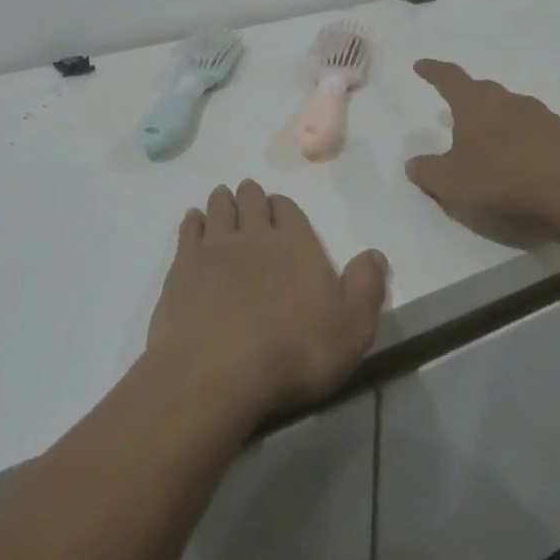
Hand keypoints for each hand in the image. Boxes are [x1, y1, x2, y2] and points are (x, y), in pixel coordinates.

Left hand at [147, 180, 387, 423]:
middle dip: (251, 196)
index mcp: (296, 243)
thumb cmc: (295, 349)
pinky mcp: (183, 267)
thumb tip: (375, 254)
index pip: (289, 210)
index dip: (284, 207)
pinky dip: (192, 222)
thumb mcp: (352, 326)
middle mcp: (254, 235)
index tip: (279, 206)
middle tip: (248, 191)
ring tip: (222, 195)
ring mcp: (215, 247)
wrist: (220, 368)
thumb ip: (365, 286)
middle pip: (252, 203)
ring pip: (219, 210)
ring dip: (222, 201)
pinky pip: (189, 232)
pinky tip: (193, 220)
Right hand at [405, 59, 559, 240]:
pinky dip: (522, 139)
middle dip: (468, 95)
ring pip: (511, 109)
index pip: (449, 79)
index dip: (433, 71)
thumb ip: (428, 172)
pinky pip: (534, 131)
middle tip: (456, 108)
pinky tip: (520, 161)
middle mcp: (507, 101)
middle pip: (483, 90)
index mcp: (475, 105)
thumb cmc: (501, 181)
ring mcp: (540, 117)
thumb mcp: (451, 184)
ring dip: (497, 119)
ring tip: (489, 141)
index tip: (421, 65)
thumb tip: (413, 164)